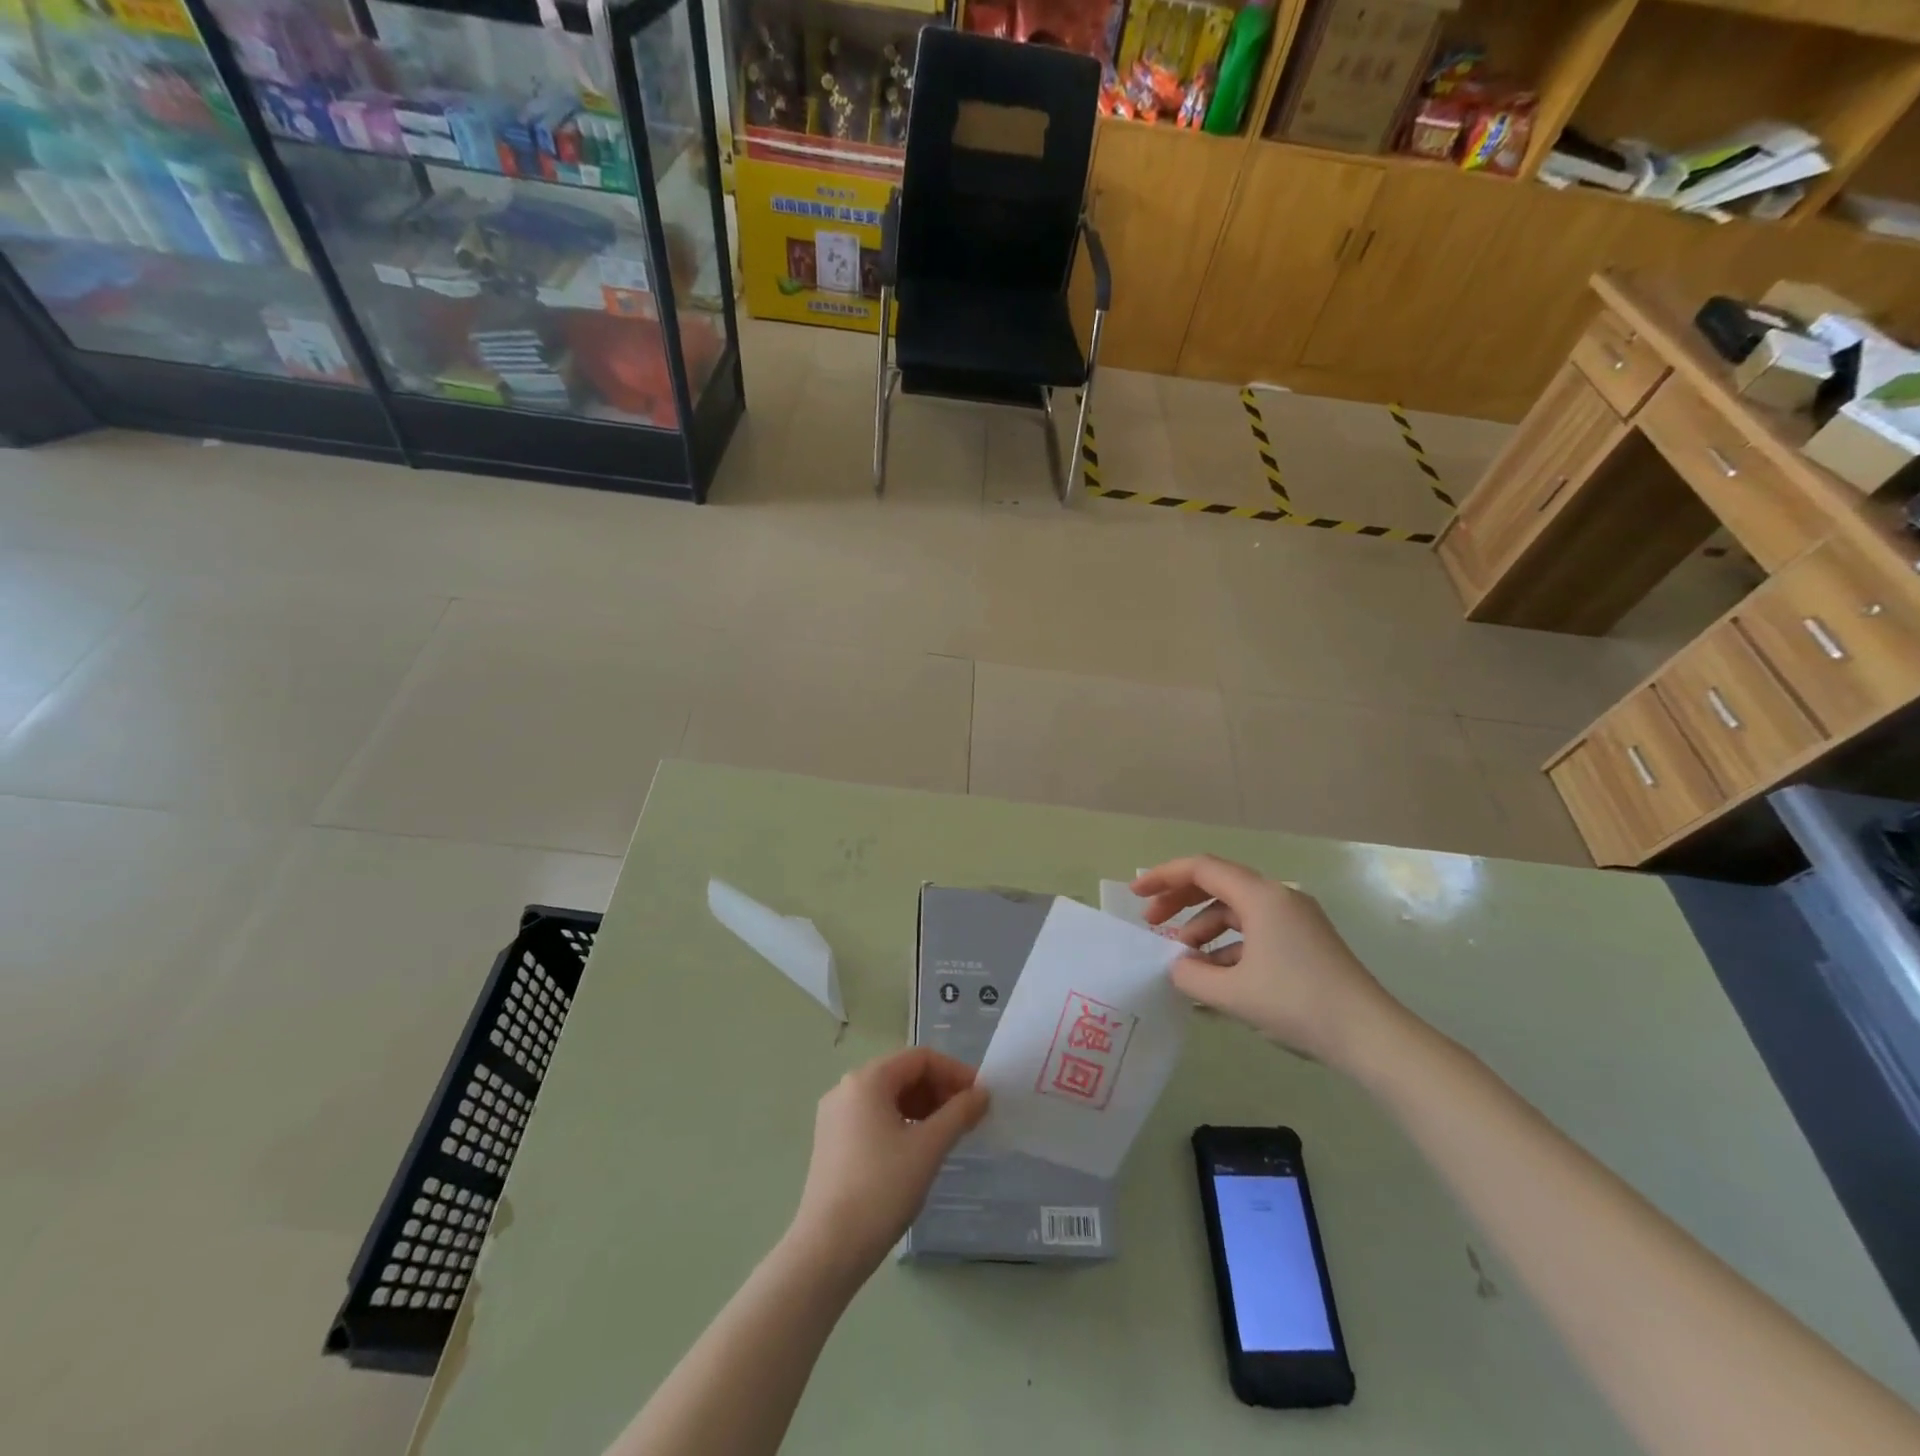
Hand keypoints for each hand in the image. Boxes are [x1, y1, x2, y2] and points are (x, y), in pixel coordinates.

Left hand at [787, 1048, 988, 1282]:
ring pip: (889, 1097)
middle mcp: (846, 1088)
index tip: (980, 1096)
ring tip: (948, 1134)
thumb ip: (959, 1113)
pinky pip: (874, 1117)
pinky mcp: (832, 1142)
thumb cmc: (881, 1189)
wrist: (827, 1250)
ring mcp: (835, 1116)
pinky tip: (918, 1149)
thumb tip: (982, 1093)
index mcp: (867, 1080)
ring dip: (923, 1107)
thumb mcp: (928, 1148)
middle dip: (939, 1090)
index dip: (954, 1071)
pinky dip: (902, 1123)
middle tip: (968, 1116)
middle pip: (903, 1074)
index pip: (920, 1058)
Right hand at [1132, 855, 1401, 1067]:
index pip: (1201, 869)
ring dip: (1203, 927)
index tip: (1135, 894)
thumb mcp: (1232, 993)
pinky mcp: (1304, 941)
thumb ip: (1191, 975)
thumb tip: (1178, 966)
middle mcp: (1278, 897)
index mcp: (1260, 896)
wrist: (1372, 1036)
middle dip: (1179, 901)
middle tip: (1152, 923)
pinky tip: (1214, 976)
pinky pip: (1254, 931)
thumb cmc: (1297, 1003)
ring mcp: (1294, 919)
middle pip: (1217, 884)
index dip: (1163, 877)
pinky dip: (1228, 945)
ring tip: (1183, 958)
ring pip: (1235, 910)